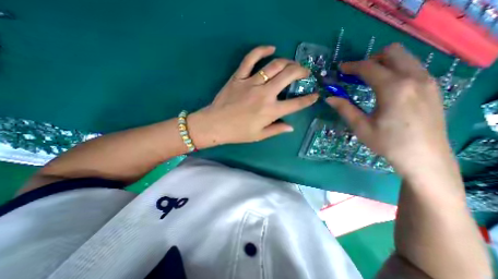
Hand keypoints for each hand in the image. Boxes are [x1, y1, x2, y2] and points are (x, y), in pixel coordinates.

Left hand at [189, 45, 316, 147]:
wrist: (215, 125)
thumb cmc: (237, 133)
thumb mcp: (259, 135)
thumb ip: (276, 130)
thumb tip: (291, 127)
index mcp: (271, 111)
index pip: (296, 104)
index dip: (308, 99)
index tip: (315, 95)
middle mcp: (265, 95)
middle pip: (288, 76)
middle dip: (301, 72)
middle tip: (305, 72)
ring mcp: (251, 83)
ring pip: (274, 65)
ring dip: (287, 62)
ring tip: (292, 64)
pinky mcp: (239, 77)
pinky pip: (251, 59)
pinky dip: (261, 50)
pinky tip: (271, 48)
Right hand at [328, 43, 454, 178]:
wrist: (424, 157)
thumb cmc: (388, 143)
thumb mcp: (361, 126)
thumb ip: (345, 108)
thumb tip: (329, 98)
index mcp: (393, 88)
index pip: (369, 67)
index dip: (351, 66)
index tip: (340, 69)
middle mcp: (414, 78)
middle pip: (392, 52)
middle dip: (371, 59)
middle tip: (356, 73)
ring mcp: (428, 81)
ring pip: (405, 57)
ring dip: (384, 63)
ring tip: (369, 79)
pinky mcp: (433, 88)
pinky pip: (412, 67)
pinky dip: (396, 69)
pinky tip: (386, 87)